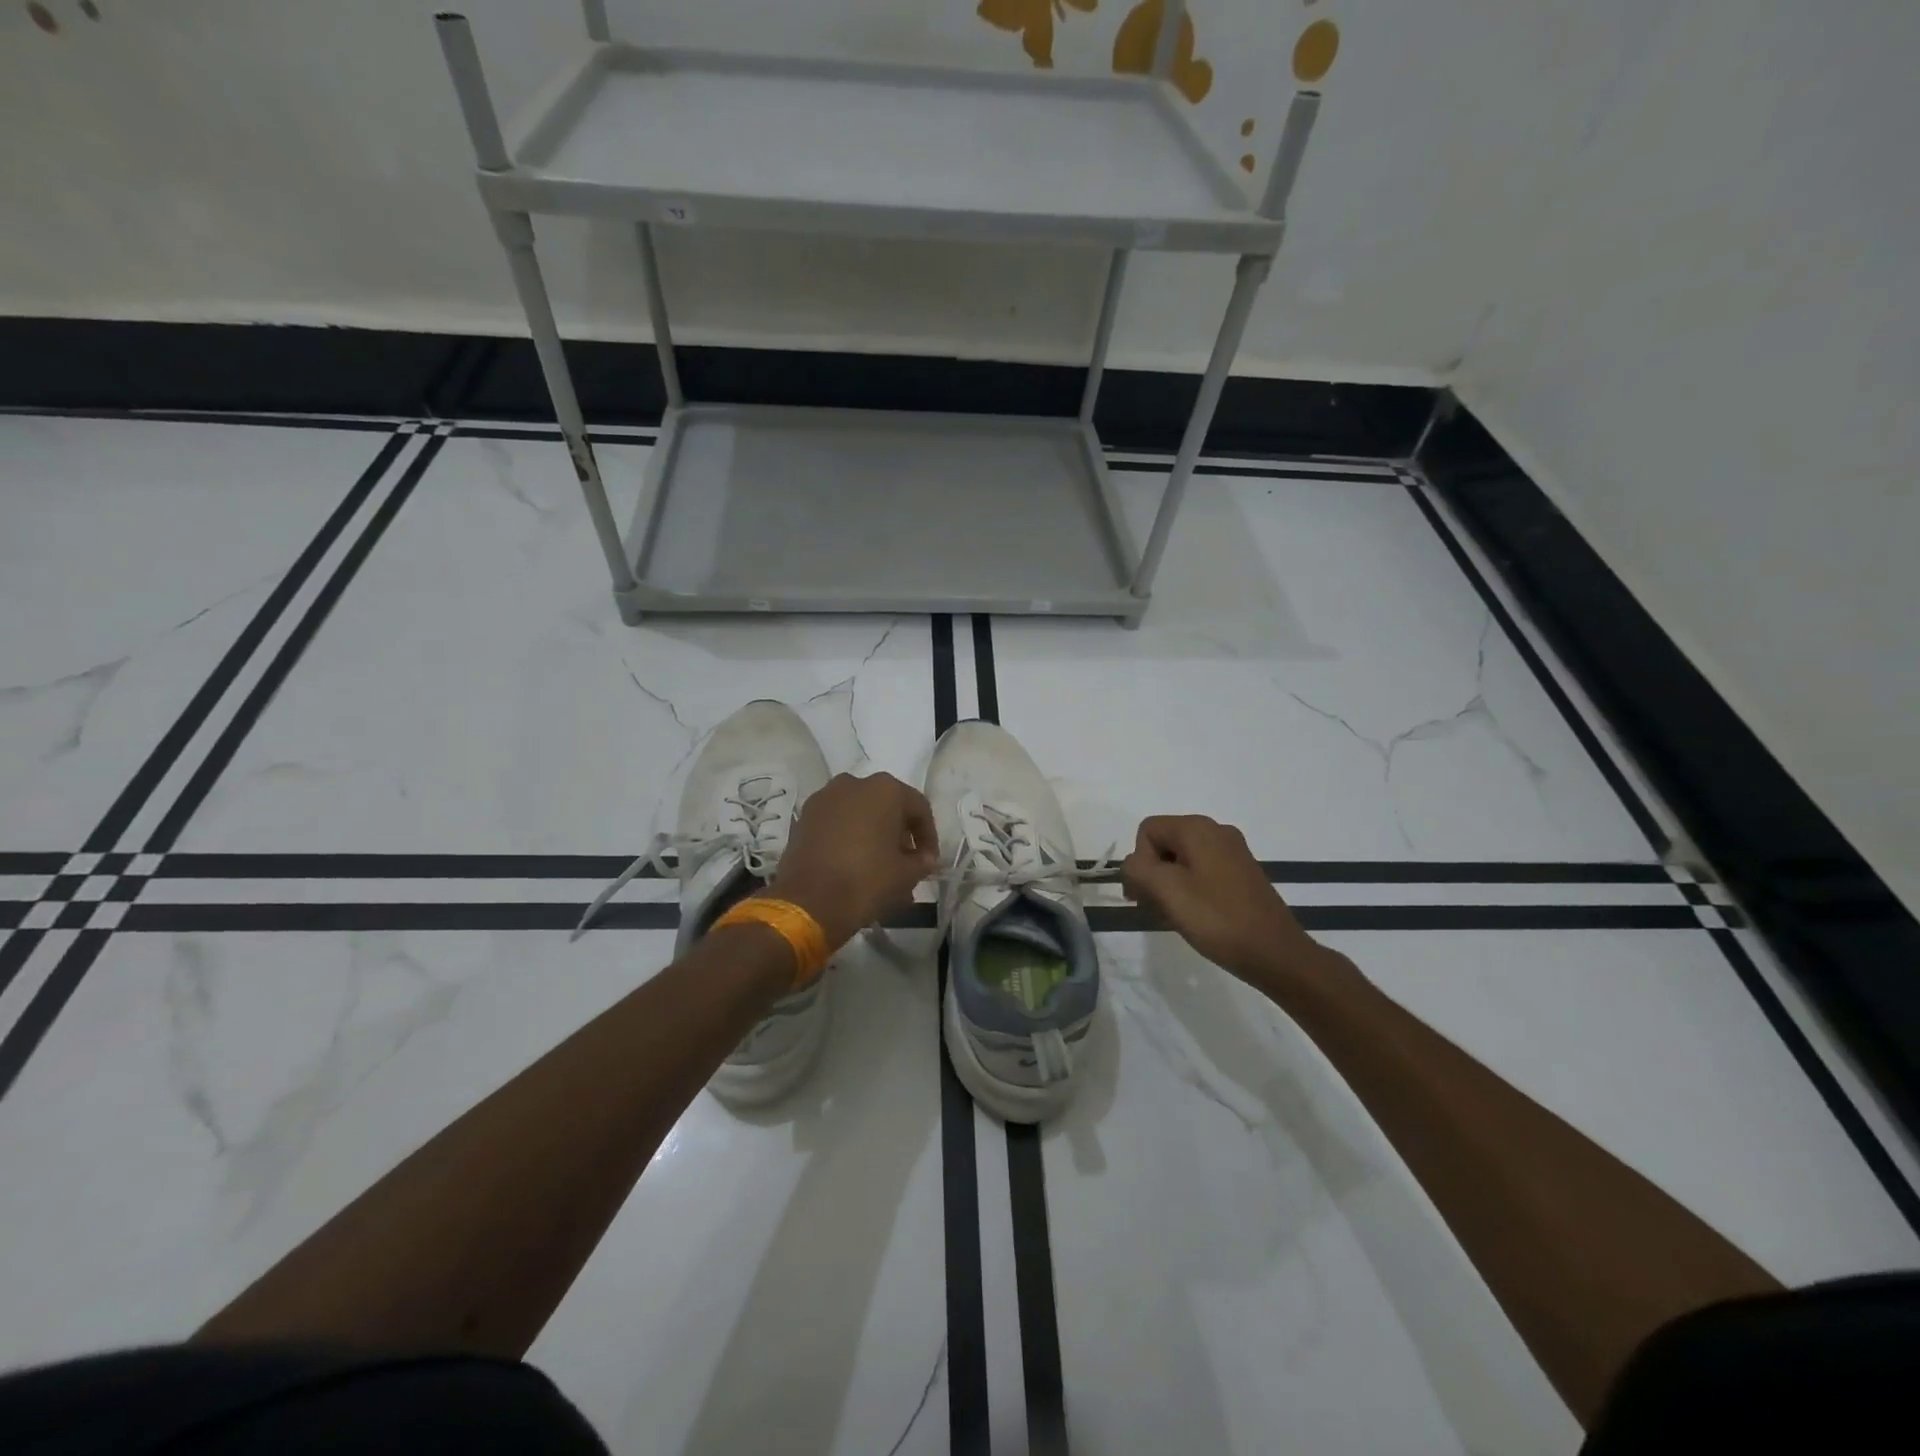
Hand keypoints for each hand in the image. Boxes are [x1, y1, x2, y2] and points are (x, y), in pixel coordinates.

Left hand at [770, 772, 939, 949]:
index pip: (919, 809)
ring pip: (859, 814)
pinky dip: (848, 838)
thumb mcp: (907, 875)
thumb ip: (922, 862)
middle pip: (887, 807)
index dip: (928, 837)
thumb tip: (925, 859)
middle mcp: (854, 783)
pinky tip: (853, 865)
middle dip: (898, 834)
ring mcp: (824, 798)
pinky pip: (836, 823)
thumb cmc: (867, 880)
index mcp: (885, 789)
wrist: (808, 901)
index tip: (929, 862)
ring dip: (873, 835)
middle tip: (905, 863)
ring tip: (879, 867)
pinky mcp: (804, 817)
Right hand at [1121, 815, 1335, 993]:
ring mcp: (1233, 852)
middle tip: (1154, 909)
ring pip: (1182, 860)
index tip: (1146, 895)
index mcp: (1197, 828)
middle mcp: (1216, 831)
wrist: (1275, 953)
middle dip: (1152, 875)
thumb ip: (1137, 869)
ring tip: (1174, 917)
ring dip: (1169, 886)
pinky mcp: (1242, 874)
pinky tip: (1194, 917)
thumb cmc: (1216, 918)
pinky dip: (1190, 891)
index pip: (1147, 831)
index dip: (1139, 862)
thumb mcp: (1166, 891)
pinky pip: (1202, 873)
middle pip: (1165, 843)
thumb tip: (1133, 865)